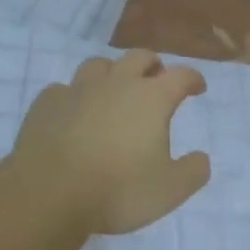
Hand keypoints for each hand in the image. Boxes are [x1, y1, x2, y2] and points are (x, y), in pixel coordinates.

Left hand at [8, 50, 210, 235]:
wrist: (49, 192)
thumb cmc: (117, 190)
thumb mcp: (169, 190)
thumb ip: (193, 172)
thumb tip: (201, 158)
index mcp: (151, 98)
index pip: (180, 76)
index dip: (192, 79)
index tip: (197, 87)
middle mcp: (116, 83)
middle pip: (139, 57)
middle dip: (153, 65)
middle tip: (157, 79)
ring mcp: (78, 89)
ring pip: (99, 65)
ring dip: (113, 72)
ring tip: (114, 89)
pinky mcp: (47, 102)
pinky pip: (64, 89)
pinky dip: (75, 96)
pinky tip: (73, 111)